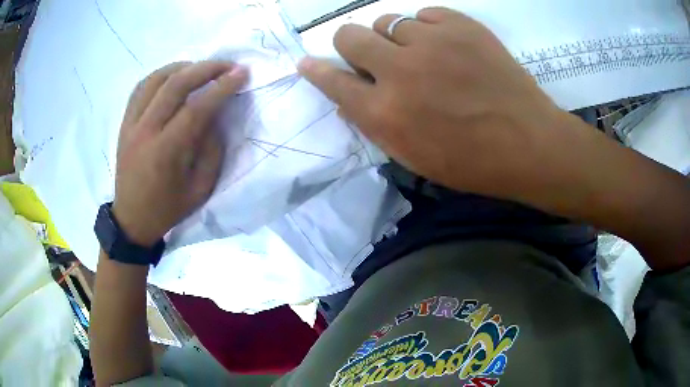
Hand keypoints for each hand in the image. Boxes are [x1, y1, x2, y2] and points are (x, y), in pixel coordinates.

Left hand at [112, 61, 247, 245]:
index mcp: (165, 153)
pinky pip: (141, 88)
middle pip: (175, 85)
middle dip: (206, 68)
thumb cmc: (168, 208)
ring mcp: (131, 125)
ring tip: (200, 68)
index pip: (196, 108)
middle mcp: (145, 132)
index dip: (222, 87)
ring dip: (182, 67)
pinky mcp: (124, 123)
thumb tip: (216, 115)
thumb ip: (211, 150)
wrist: (132, 218)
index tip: (241, 74)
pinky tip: (173, 77)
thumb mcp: (200, 189)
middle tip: (227, 65)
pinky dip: (160, 75)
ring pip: (155, 79)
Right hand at [298, 7, 574, 202]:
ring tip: (422, 55)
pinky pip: (423, 14)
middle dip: (353, 44)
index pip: (333, 82)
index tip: (307, 63)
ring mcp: (431, 41)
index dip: (317, 71)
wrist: (529, 142)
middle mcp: (400, 70)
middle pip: (350, 35)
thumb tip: (349, 97)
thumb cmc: (472, 161)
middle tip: (375, 56)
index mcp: (386, 113)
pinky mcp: (460, 25)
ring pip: (388, 21)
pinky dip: (427, 28)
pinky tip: (445, 46)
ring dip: (395, 38)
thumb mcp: (414, 158)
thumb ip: (376, 124)